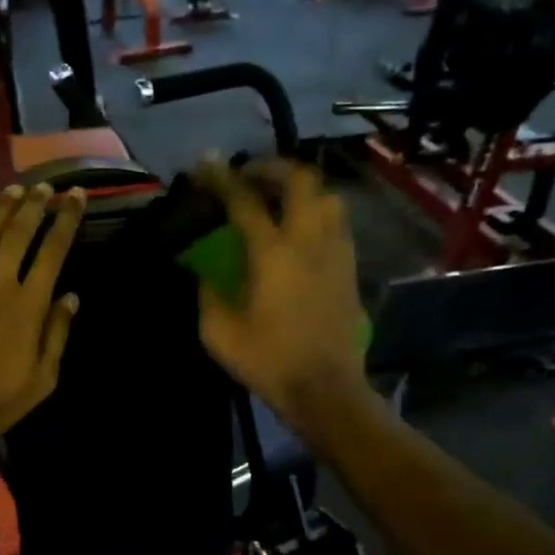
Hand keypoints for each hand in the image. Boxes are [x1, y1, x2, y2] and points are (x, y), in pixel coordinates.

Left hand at [0, 183, 85, 454]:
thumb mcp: (42, 379)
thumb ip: (56, 334)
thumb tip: (71, 297)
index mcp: (28, 306)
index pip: (52, 252)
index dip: (66, 221)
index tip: (75, 198)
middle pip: (18, 233)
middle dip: (35, 206)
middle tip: (46, 187)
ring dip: (1, 209)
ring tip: (15, 190)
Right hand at [193, 156, 369, 429]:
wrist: (325, 389)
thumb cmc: (269, 361)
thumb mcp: (220, 333)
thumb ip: (209, 295)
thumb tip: (206, 276)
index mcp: (273, 253)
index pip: (245, 200)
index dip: (221, 178)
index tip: (204, 164)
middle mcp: (310, 240)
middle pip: (299, 180)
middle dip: (271, 167)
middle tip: (248, 177)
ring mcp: (336, 252)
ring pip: (327, 196)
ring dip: (301, 187)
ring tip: (278, 198)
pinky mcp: (350, 268)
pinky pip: (337, 222)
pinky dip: (317, 211)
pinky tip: (302, 229)